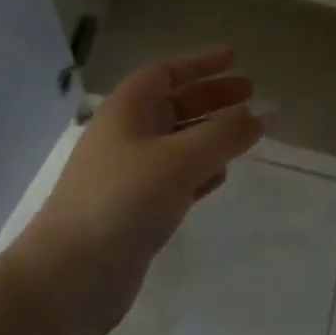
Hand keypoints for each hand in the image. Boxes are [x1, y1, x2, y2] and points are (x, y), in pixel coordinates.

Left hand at [14, 47, 264, 334]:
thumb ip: (226, 134)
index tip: (236, 59)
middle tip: (251, 94)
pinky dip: (199, 170)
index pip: (166, 72)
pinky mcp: (134, 209)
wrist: (70, 275)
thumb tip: (266, 111)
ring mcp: (128, 174)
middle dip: (211, 97)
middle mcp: (126, 135)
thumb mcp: (180, 159)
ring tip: (245, 132)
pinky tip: (220, 175)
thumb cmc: (124, 200)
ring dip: (209, 133)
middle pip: (173, 104)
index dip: (200, 63)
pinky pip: (174, 177)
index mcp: (127, 110)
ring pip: (176, 142)